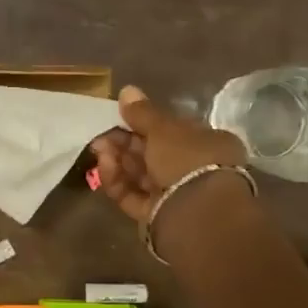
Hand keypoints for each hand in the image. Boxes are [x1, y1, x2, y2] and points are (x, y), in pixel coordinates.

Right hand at [89, 84, 245, 224]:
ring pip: (141, 175)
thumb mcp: (164, 128)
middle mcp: (195, 169)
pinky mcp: (158, 216)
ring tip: (99, 150)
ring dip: (118, 160)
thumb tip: (127, 90)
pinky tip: (105, 167)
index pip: (173, 130)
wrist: (197, 214)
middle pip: (153, 153)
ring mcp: (176, 195)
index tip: (120, 117)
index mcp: (208, 143)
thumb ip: (143, 112)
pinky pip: (134, 196)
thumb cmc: (187, 159)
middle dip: (124, 142)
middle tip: (101, 135)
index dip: (145, 123)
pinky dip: (118, 182)